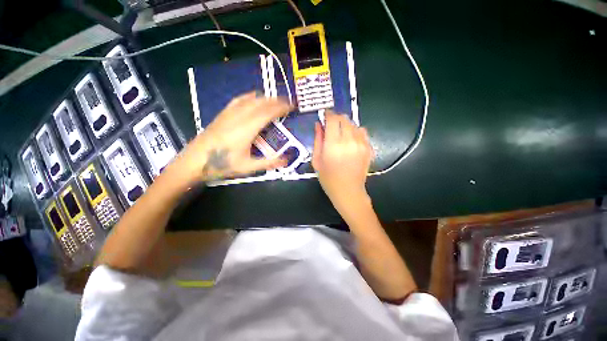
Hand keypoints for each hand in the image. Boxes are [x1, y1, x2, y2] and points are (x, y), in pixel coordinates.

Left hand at [170, 92, 291, 183]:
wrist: (195, 161)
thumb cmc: (222, 164)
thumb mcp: (248, 167)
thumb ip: (269, 163)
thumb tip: (287, 160)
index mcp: (247, 129)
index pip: (268, 113)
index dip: (281, 108)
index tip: (292, 106)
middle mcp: (239, 117)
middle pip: (261, 103)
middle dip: (277, 101)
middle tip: (288, 102)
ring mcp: (230, 113)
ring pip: (250, 99)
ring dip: (265, 98)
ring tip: (275, 100)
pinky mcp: (223, 114)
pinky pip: (239, 100)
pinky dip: (250, 97)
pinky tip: (254, 98)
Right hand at [312, 112, 373, 212]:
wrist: (348, 191)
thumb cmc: (329, 179)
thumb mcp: (317, 161)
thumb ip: (317, 140)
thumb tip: (318, 124)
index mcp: (333, 145)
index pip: (332, 119)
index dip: (328, 114)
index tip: (325, 115)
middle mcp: (348, 141)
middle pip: (344, 119)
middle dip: (336, 118)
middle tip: (331, 124)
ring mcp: (361, 144)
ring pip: (353, 124)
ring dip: (345, 124)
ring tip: (340, 133)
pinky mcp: (368, 148)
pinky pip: (362, 131)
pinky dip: (355, 131)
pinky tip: (350, 139)